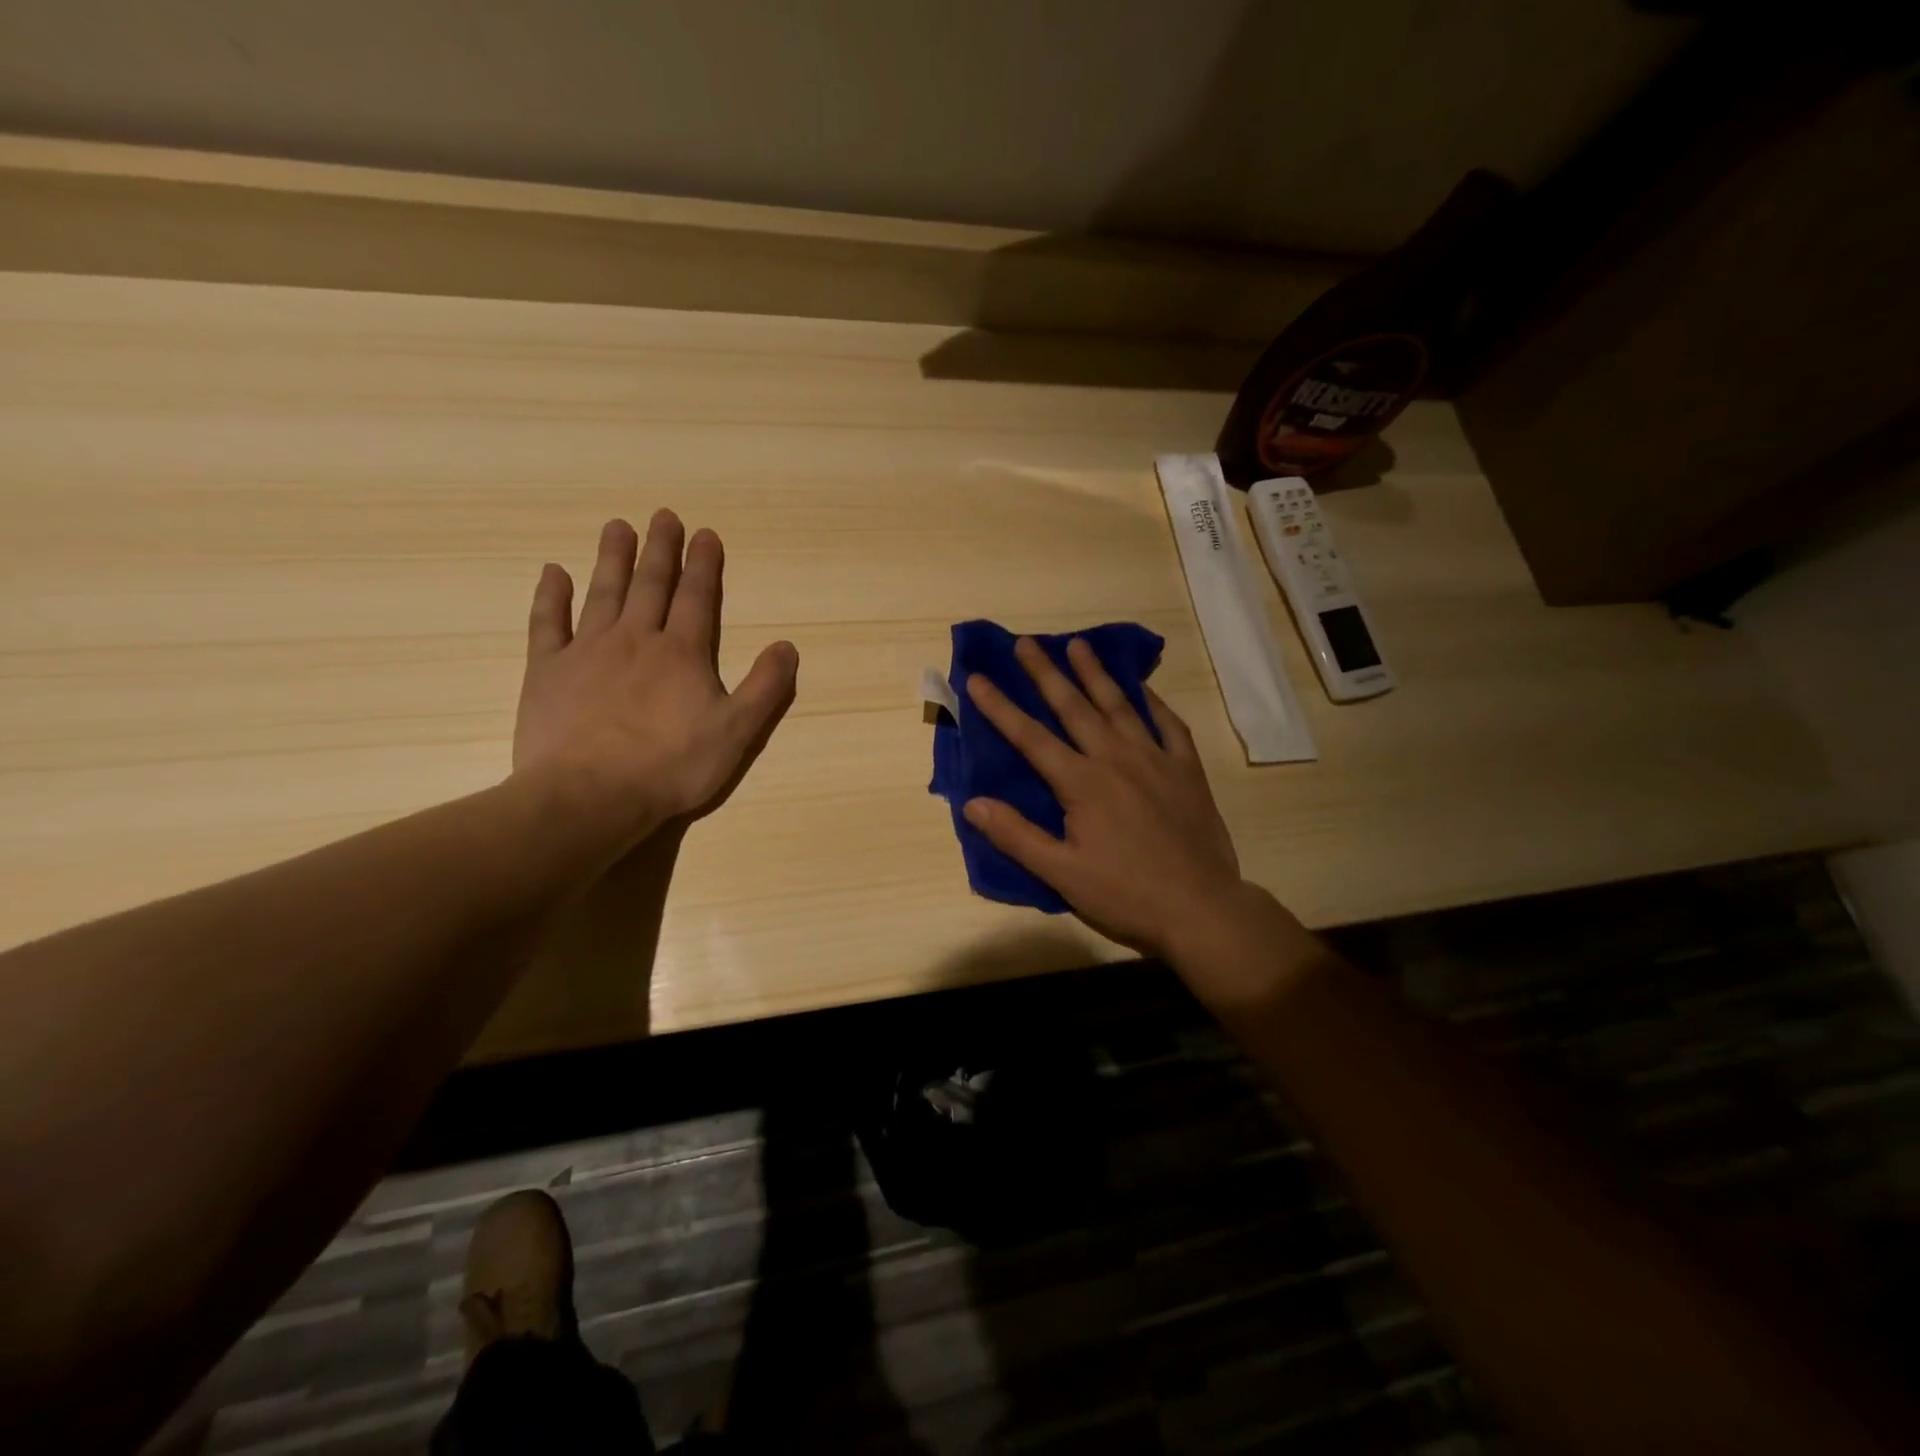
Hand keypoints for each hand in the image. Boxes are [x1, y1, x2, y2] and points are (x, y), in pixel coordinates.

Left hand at [511, 511, 797, 856]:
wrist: (590, 795)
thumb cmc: (671, 766)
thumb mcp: (737, 733)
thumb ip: (765, 688)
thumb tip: (787, 647)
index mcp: (682, 653)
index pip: (697, 598)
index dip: (704, 565)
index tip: (705, 533)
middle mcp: (636, 639)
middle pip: (651, 585)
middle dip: (661, 549)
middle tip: (663, 515)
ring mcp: (587, 651)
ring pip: (603, 593)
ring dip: (613, 559)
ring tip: (618, 527)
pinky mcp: (547, 671)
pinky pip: (548, 623)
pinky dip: (551, 596)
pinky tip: (553, 573)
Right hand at [962, 636, 1252, 959]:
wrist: (1200, 907)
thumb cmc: (1125, 894)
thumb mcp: (1062, 873)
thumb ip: (1016, 835)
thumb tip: (972, 803)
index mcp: (1082, 783)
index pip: (1030, 738)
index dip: (1000, 707)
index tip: (977, 678)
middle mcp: (1116, 759)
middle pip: (1074, 707)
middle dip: (1046, 673)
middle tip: (1026, 642)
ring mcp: (1155, 760)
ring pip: (1120, 706)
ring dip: (1096, 674)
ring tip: (1079, 645)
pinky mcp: (1187, 771)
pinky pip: (1169, 726)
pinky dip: (1154, 704)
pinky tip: (1144, 690)